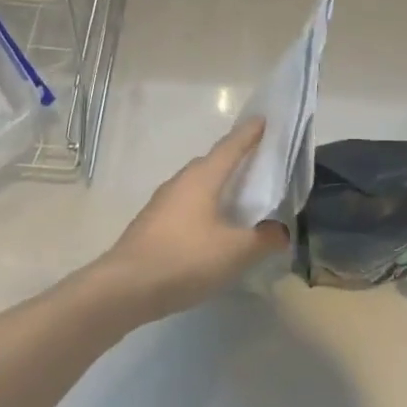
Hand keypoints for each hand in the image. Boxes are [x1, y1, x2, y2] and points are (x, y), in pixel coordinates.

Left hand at [97, 120, 289, 322]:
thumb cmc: (184, 259)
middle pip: (212, 162)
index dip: (249, 133)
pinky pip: (186, 205)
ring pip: (197, 185)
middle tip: (257, 163)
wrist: (125, 287)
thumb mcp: (234, 252)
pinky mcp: (152, 223)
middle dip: (234, 159)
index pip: (231, 146)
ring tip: (238, 198)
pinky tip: (211, 228)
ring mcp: (162, 202)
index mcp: (202, 178)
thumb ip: (263, 239)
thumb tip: (281, 231)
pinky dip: (203, 207)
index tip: (263, 119)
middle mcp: (181, 182)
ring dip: (217, 186)